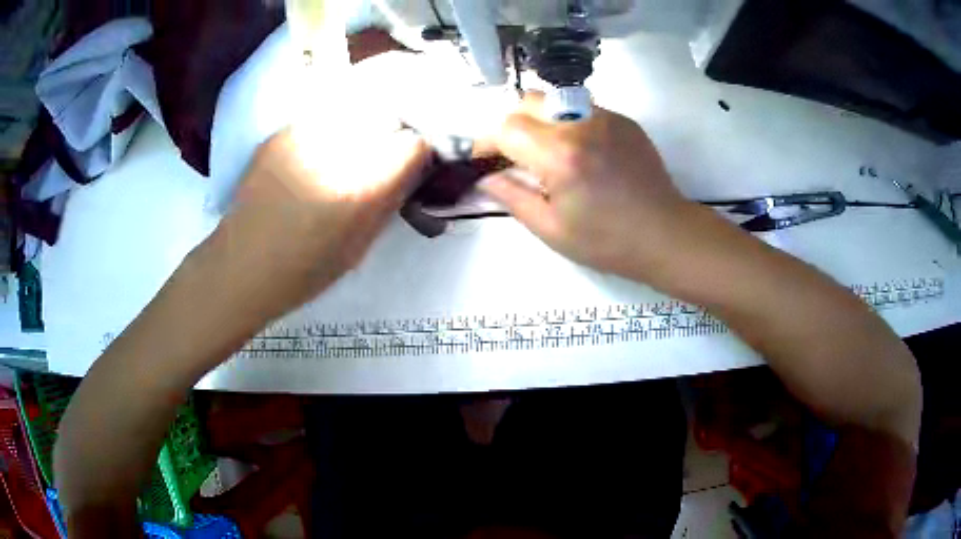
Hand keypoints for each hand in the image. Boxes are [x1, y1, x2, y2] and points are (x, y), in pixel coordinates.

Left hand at [191, 125, 430, 322]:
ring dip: (365, 125)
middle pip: (388, 117)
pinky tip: (320, 152)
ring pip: (356, 109)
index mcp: (359, 188)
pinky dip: (333, 128)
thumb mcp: (360, 247)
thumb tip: (410, 169)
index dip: (418, 153)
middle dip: (394, 133)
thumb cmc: (303, 272)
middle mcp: (334, 150)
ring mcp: (302, 135)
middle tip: (385, 154)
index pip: (414, 144)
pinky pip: (323, 117)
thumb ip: (388, 201)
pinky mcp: (281, 132)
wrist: (240, 265)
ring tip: (352, 149)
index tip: (412, 164)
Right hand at [478, 93, 702, 282]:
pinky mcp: (624, 121)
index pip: (506, 128)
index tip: (485, 160)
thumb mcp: (551, 229)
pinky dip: (570, 124)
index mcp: (559, 156)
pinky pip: (584, 110)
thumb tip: (485, 177)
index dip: (487, 142)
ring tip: (551, 154)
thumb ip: (511, 196)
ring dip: (542, 121)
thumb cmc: (607, 241)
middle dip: (513, 123)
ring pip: (556, 100)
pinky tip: (582, 154)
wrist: (665, 234)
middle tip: (516, 154)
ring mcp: (606, 118)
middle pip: (528, 101)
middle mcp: (581, 125)